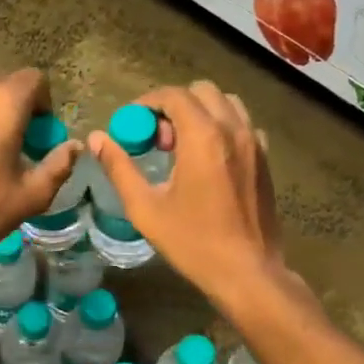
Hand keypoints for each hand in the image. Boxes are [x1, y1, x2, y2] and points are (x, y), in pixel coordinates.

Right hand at [88, 80, 290, 307]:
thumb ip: (119, 168)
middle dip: (174, 106)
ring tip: (183, 146)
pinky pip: (243, 125)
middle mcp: (233, 130)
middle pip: (201, 92)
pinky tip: (209, 159)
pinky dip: (222, 127)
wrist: (248, 272)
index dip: (147, 103)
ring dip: (200, 113)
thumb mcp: (146, 208)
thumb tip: (97, 139)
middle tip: (157, 139)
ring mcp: (255, 143)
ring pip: (226, 103)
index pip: (173, 96)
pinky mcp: (266, 159)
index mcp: (203, 137)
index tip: (131, 124)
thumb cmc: (193, 242)